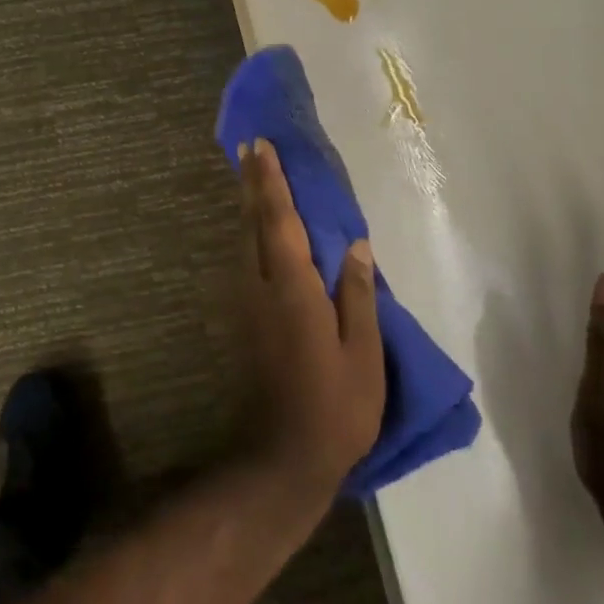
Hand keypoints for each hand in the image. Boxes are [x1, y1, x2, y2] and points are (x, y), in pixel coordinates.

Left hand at [234, 139, 385, 501]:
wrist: (280, 455)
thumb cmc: (335, 406)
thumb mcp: (363, 354)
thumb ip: (357, 295)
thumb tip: (357, 245)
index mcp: (293, 288)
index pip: (280, 221)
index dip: (272, 183)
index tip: (262, 148)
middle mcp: (260, 286)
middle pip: (254, 223)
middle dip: (252, 184)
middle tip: (248, 149)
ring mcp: (245, 304)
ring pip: (243, 241)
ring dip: (247, 206)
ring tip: (250, 178)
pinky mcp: (241, 321)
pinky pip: (244, 261)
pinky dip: (248, 235)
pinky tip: (254, 232)